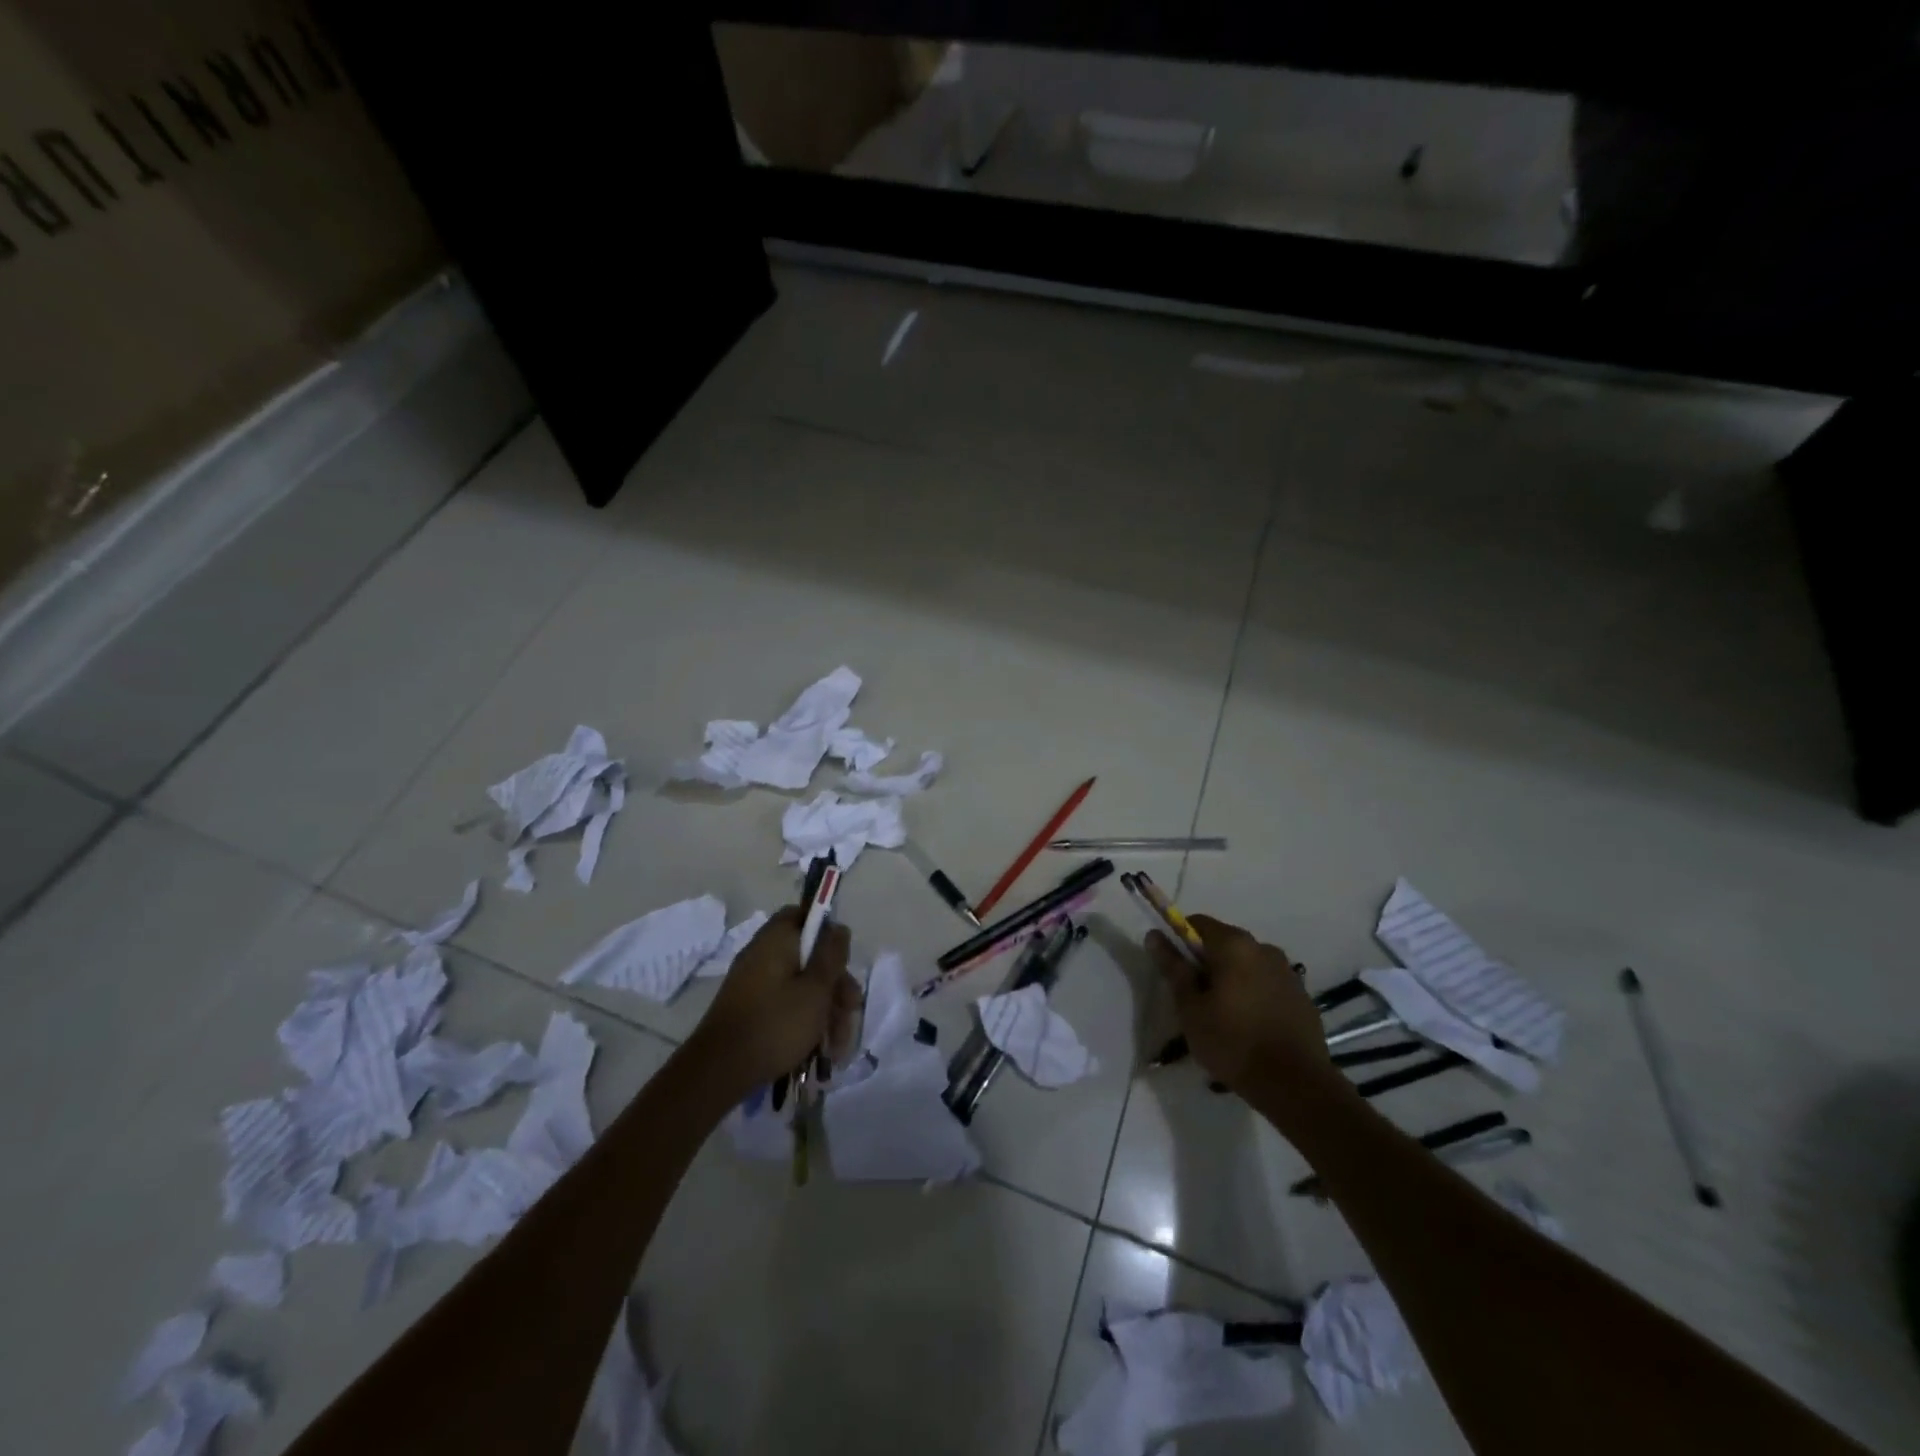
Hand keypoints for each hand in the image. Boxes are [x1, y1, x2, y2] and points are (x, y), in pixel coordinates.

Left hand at [687, 906, 860, 1093]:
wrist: (719, 1071)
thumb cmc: (776, 1023)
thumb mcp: (816, 988)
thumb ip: (832, 955)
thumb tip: (838, 927)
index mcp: (776, 938)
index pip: (804, 914)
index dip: (828, 932)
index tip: (844, 960)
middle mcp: (763, 953)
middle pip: (809, 955)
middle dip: (835, 984)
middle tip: (850, 1012)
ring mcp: (754, 982)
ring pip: (801, 984)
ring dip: (825, 1009)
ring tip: (838, 1045)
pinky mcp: (751, 1008)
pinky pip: (786, 1003)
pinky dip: (805, 1020)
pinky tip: (820, 1049)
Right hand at [1146, 914, 1330, 1097]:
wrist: (1296, 1086)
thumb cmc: (1232, 1043)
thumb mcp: (1191, 1008)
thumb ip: (1174, 968)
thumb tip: (1154, 935)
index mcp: (1234, 945)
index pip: (1198, 923)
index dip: (1180, 941)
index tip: (1175, 970)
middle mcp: (1264, 948)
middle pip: (1225, 943)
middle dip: (1207, 963)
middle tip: (1195, 999)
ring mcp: (1288, 972)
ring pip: (1248, 965)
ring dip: (1232, 979)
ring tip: (1224, 1016)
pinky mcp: (1302, 997)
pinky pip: (1268, 984)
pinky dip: (1254, 994)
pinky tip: (1250, 1026)